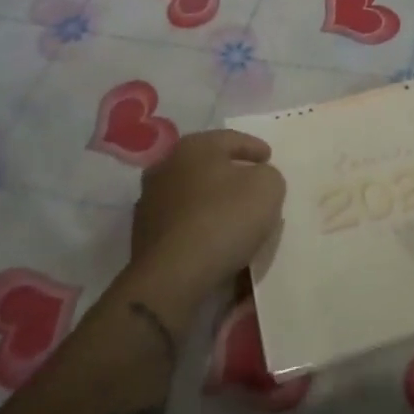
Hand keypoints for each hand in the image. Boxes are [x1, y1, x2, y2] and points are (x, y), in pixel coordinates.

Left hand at [125, 130, 283, 323]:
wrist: (173, 275)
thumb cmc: (224, 218)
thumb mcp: (267, 188)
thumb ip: (268, 175)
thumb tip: (258, 179)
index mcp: (194, 146)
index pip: (232, 138)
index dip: (254, 147)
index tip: (269, 157)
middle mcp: (166, 166)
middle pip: (207, 164)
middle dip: (230, 171)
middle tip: (252, 182)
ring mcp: (150, 201)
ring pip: (192, 192)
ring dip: (212, 198)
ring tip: (234, 213)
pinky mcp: (144, 234)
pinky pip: (182, 220)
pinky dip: (199, 222)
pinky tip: (214, 236)